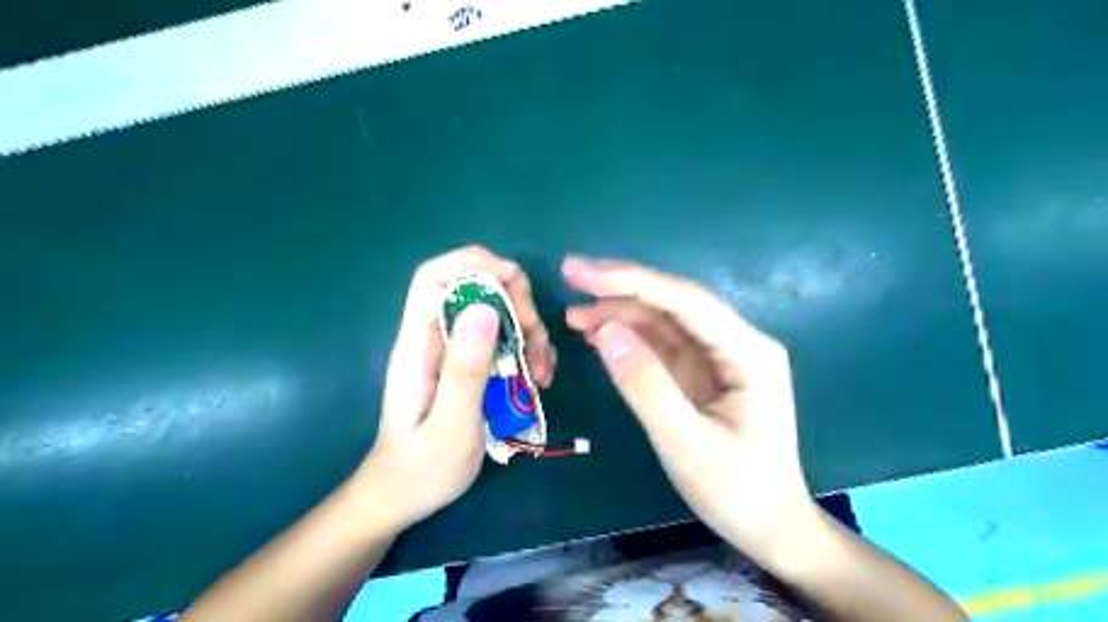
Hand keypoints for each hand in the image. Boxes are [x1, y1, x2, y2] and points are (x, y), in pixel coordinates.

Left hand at [350, 246, 553, 529]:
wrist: (403, 497)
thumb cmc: (422, 469)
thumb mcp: (450, 424)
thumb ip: (465, 368)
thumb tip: (485, 306)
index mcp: (418, 344)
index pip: (435, 276)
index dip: (475, 264)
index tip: (515, 282)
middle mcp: (434, 338)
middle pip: (475, 288)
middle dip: (515, 301)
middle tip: (536, 338)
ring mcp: (453, 351)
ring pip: (496, 314)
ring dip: (527, 331)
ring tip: (541, 373)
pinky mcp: (469, 365)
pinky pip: (503, 339)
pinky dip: (527, 350)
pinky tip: (538, 378)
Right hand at [567, 254, 816, 565]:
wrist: (769, 528)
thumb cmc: (737, 491)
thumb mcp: (685, 443)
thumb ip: (645, 385)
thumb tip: (605, 330)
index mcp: (748, 352)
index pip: (685, 301)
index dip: (631, 280)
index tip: (581, 273)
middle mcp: (736, 343)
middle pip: (674, 303)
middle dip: (621, 290)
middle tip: (569, 278)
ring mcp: (719, 357)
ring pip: (664, 321)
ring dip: (620, 313)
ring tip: (574, 316)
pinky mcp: (702, 373)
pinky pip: (662, 345)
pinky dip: (629, 337)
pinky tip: (598, 335)